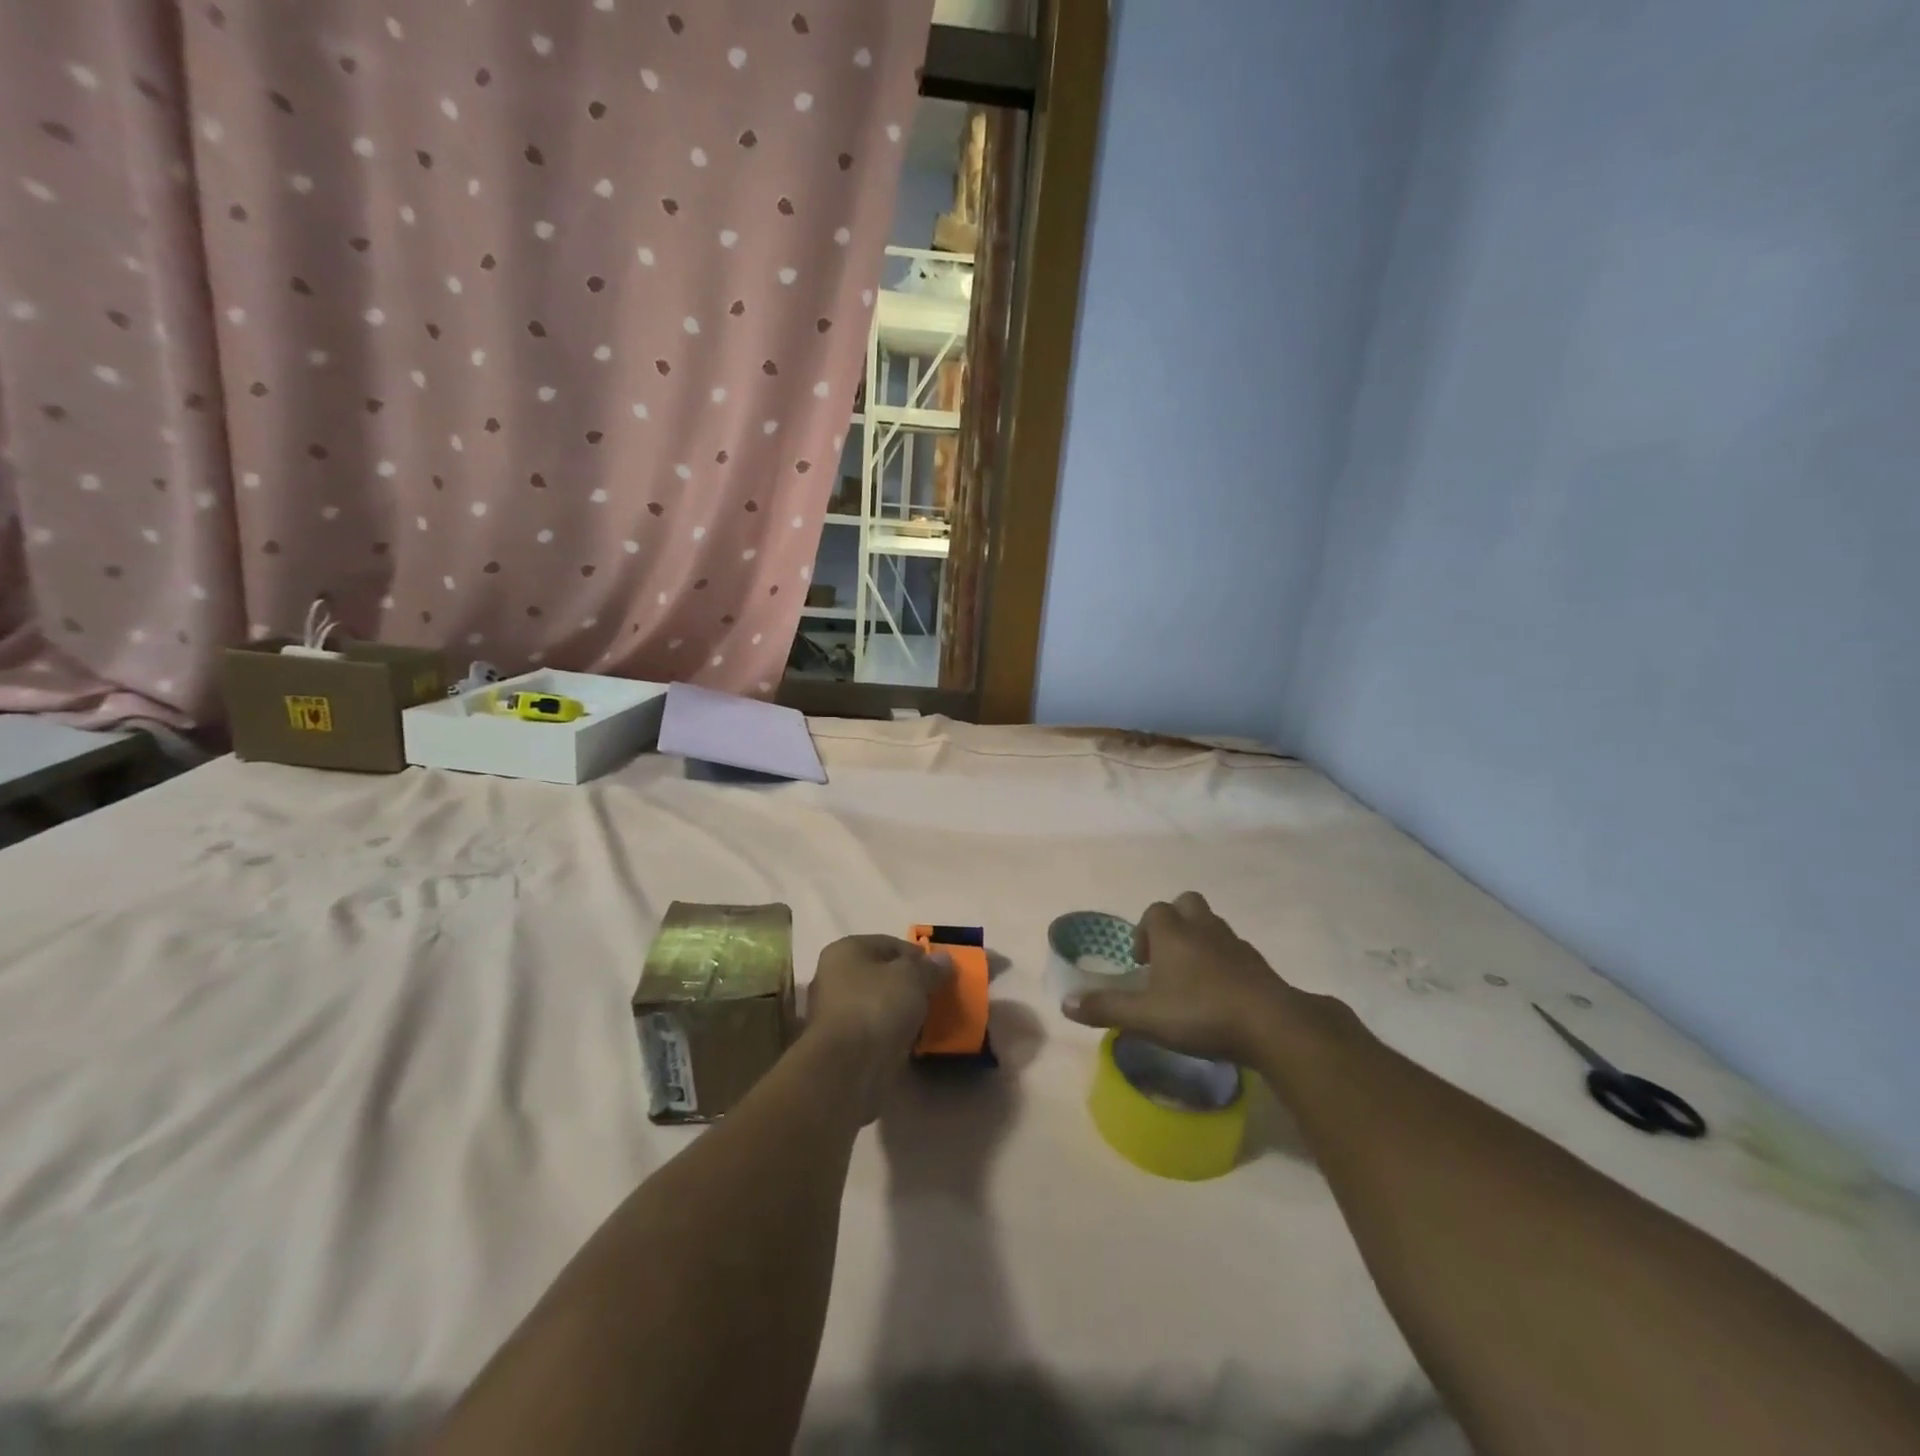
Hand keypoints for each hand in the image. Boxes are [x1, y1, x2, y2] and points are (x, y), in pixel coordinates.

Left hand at [805, 936, 951, 1118]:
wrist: (847, 1069)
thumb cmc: (876, 1006)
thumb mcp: (913, 977)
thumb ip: (930, 967)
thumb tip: (943, 959)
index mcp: (846, 951)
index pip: (889, 944)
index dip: (918, 955)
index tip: (941, 971)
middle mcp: (835, 978)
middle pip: (884, 976)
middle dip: (912, 985)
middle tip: (939, 996)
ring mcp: (837, 1015)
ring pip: (881, 1006)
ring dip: (904, 1012)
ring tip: (934, 1021)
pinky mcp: (844, 1046)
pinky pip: (877, 1032)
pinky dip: (896, 1036)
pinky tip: (918, 1043)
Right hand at [1061, 892, 1298, 1065]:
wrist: (1272, 1025)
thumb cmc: (1200, 1013)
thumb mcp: (1146, 1017)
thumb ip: (1106, 1008)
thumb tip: (1065, 1003)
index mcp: (1173, 933)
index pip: (1154, 911)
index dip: (1143, 932)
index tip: (1141, 964)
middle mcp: (1203, 928)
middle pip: (1186, 904)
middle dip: (1174, 923)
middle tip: (1166, 959)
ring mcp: (1235, 943)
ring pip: (1212, 925)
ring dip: (1199, 941)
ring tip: (1191, 978)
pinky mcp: (1259, 964)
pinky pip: (1234, 950)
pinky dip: (1223, 962)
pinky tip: (1219, 993)